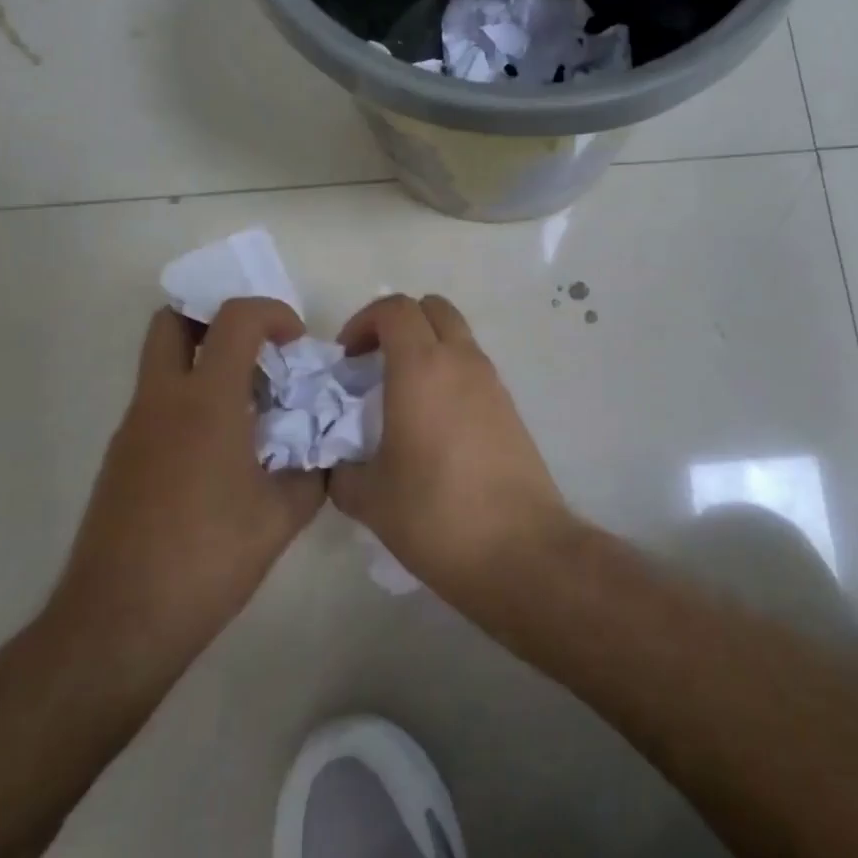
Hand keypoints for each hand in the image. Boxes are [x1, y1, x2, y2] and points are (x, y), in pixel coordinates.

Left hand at [49, 298, 323, 682]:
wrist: (119, 623)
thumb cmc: (208, 560)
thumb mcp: (282, 517)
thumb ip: (312, 471)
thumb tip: (322, 451)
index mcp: (206, 401)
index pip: (235, 318)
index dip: (273, 313)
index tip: (296, 344)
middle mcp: (162, 400)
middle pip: (173, 320)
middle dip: (216, 318)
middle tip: (256, 350)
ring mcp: (133, 428)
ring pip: (161, 362)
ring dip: (204, 361)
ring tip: (248, 407)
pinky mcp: (120, 458)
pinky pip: (157, 403)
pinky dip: (189, 401)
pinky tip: (220, 452)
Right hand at [331, 294, 571, 599]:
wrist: (519, 549)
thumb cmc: (435, 514)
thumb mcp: (369, 497)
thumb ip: (342, 470)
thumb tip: (338, 463)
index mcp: (421, 367)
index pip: (394, 308)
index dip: (363, 322)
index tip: (347, 358)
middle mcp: (461, 361)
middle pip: (432, 308)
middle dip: (398, 323)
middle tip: (374, 364)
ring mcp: (492, 382)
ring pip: (457, 336)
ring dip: (426, 348)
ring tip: (401, 396)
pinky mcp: (510, 408)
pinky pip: (473, 368)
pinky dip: (449, 374)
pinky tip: (433, 424)